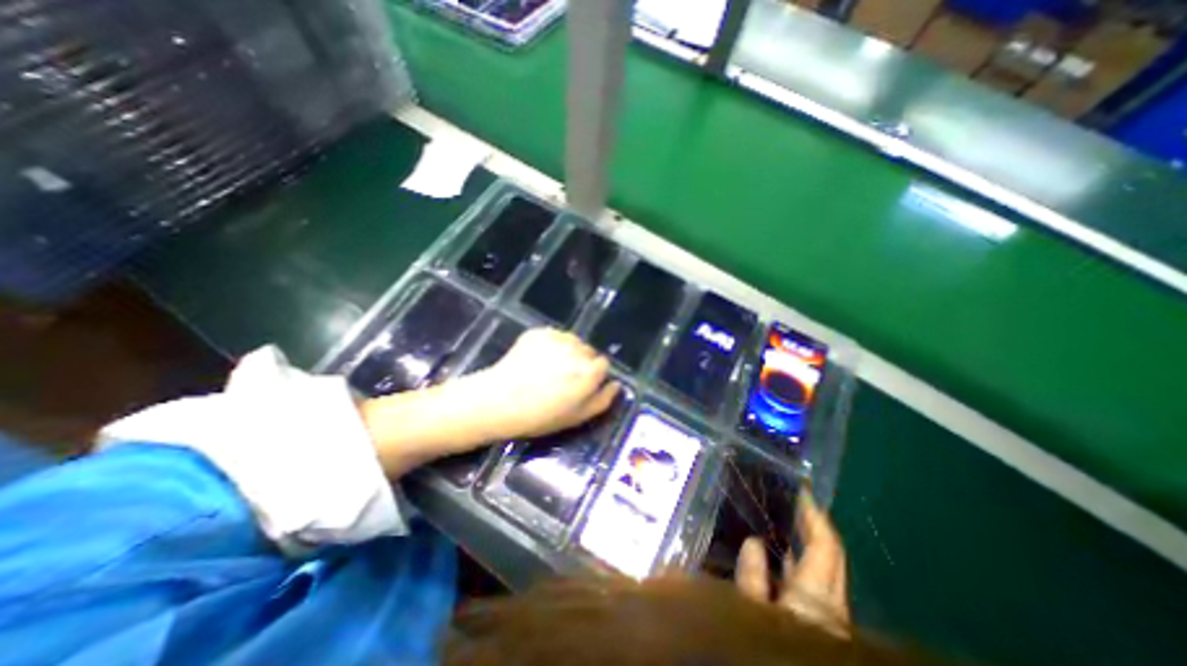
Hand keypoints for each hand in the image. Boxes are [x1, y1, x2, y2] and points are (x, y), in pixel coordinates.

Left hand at [471, 328, 621, 442]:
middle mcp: (577, 349)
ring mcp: (557, 338)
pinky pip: (553, 336)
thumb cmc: (541, 415)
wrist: (499, 401)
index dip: (593, 376)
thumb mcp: (577, 417)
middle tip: (562, 378)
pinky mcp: (539, 332)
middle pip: (588, 351)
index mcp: (589, 371)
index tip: (580, 386)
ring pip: (572, 341)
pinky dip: (549, 345)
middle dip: (581, 362)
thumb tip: (616, 384)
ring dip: (566, 351)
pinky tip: (536, 360)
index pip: (603, 364)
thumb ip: (602, 400)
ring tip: (548, 368)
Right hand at [739, 491, 846, 630]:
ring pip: (821, 569)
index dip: (814, 516)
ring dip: (804, 542)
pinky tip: (773, 556)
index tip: (800, 490)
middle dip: (813, 525)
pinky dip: (795, 562)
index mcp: (817, 597)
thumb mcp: (754, 617)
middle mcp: (830, 602)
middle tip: (788, 499)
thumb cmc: (776, 646)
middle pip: (830, 556)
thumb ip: (753, 582)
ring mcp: (827, 614)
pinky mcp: (819, 622)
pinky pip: (810, 582)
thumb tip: (753, 543)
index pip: (825, 547)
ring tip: (778, 519)